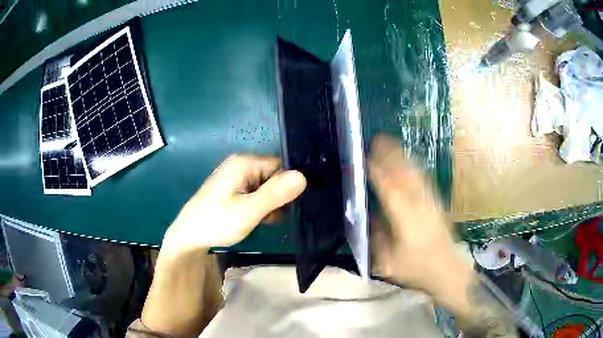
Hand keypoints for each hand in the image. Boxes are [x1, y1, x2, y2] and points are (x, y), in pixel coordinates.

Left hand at [141, 155, 305, 336]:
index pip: (281, 166)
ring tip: (266, 220)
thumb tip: (303, 176)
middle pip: (274, 176)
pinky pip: (256, 193)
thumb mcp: (247, 211)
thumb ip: (274, 194)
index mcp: (244, 163)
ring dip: (270, 204)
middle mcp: (241, 165)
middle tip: (276, 216)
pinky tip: (259, 219)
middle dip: (279, 196)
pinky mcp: (234, 189)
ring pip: (266, 187)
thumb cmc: (216, 222)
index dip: (289, 185)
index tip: (293, 205)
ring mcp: (237, 178)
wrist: (189, 236)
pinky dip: (261, 206)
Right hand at [369, 134, 467, 294]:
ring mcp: (430, 202)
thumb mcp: (387, 262)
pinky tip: (409, 160)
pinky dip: (415, 166)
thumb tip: (369, 217)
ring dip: (402, 156)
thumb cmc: (416, 269)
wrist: (445, 270)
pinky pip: (425, 179)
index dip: (378, 173)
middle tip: (377, 140)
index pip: (390, 190)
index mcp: (406, 220)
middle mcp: (419, 206)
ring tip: (391, 142)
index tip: (366, 158)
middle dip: (390, 155)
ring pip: (416, 173)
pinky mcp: (437, 203)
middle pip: (404, 175)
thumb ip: (376, 239)